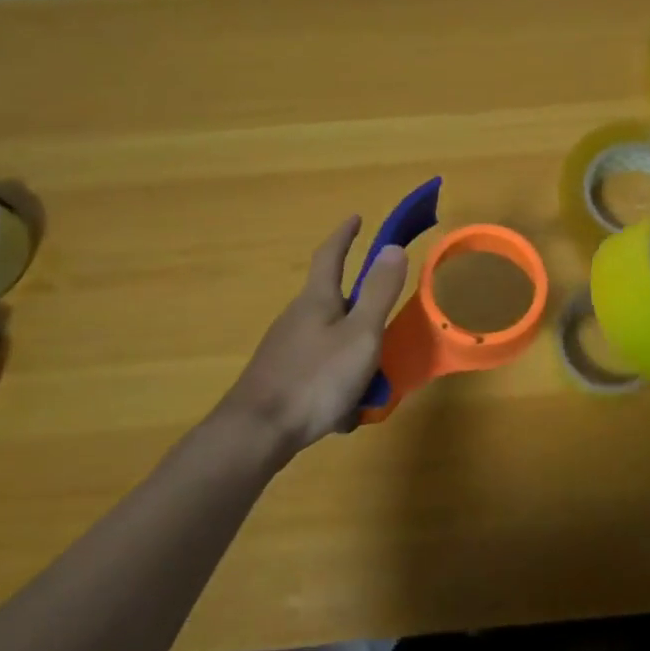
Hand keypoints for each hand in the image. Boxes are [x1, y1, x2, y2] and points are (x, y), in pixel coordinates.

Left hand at [204, 215, 409, 461]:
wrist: (257, 432)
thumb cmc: (316, 378)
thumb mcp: (361, 334)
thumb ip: (379, 293)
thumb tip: (392, 247)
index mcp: (317, 300)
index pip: (330, 256)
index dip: (344, 236)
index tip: (356, 218)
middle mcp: (297, 318)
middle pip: (333, 301)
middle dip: (360, 309)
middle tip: (386, 322)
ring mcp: (285, 349)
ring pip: (329, 340)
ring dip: (353, 352)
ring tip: (374, 380)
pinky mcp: (280, 378)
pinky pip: (319, 369)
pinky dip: (338, 381)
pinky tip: (345, 410)